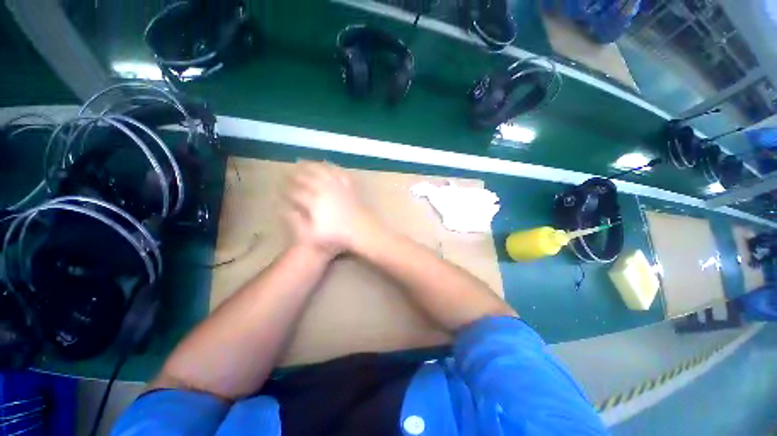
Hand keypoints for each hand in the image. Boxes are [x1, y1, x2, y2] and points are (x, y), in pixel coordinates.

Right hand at [284, 162, 379, 256]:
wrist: (361, 230)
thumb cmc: (337, 235)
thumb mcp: (313, 235)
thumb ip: (296, 223)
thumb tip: (284, 211)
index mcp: (314, 202)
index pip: (295, 192)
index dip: (286, 191)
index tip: (280, 190)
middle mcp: (324, 190)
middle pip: (306, 179)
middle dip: (294, 176)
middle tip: (286, 174)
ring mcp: (338, 186)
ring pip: (321, 171)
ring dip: (310, 166)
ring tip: (302, 163)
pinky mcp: (348, 186)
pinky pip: (338, 173)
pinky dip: (331, 167)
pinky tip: (327, 165)